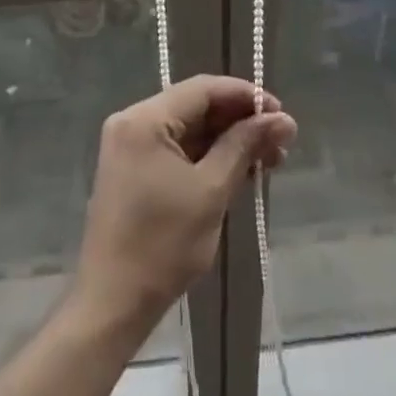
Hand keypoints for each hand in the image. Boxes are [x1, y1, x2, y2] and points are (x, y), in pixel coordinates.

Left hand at [73, 76, 295, 333]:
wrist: (111, 306)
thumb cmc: (162, 245)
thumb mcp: (211, 191)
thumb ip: (245, 147)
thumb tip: (283, 119)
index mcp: (145, 118)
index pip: (203, 89)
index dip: (245, 96)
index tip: (280, 114)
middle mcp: (133, 121)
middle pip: (196, 107)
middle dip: (240, 122)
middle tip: (280, 143)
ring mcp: (130, 146)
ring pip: (189, 129)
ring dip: (228, 142)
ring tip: (268, 161)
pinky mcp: (133, 170)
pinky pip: (177, 149)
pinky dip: (208, 157)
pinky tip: (239, 172)